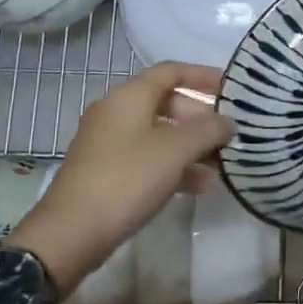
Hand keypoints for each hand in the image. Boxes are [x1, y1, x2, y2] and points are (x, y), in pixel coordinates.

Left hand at [5, 63, 233, 295]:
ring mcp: (109, 143)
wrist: (71, 232)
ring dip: (191, 146)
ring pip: (159, 134)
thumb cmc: (127, 179)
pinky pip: (148, 158)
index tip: (231, 88)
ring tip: (222, 164)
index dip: (202, 75)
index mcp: (129, 96)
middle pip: (167, 103)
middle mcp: (117, 112)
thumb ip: (208, 130)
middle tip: (228, 135)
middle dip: (200, 118)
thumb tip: (228, 122)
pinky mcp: (107, 172)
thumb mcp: (175, 151)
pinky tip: (199, 186)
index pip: (171, 71)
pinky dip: (174, 166)